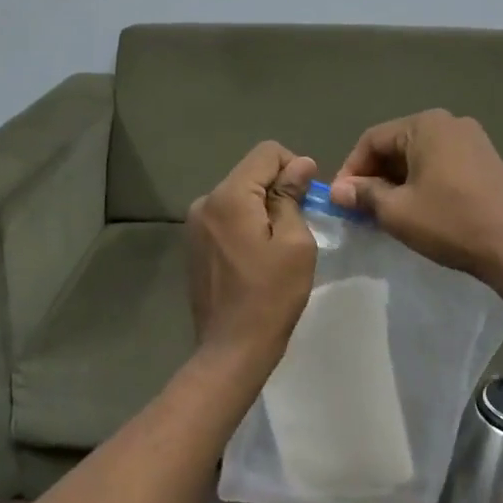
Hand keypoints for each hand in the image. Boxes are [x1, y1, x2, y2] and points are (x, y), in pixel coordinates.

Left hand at [187, 142, 317, 372]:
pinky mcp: (193, 244)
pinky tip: (256, 256)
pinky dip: (245, 224)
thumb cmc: (271, 296)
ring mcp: (194, 224)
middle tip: (299, 225)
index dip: (294, 166)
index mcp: (229, 196)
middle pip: (250, 173)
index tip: (308, 199)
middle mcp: (205, 202)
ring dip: (262, 208)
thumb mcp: (294, 243)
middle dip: (277, 189)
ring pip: (238, 195)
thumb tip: (299, 164)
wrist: (231, 349)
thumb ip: (292, 196)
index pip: (266, 153)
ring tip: (277, 245)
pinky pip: (226, 217)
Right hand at [330, 110, 502, 281]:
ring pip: (419, 157)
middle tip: (360, 210)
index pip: (372, 139)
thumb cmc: (451, 221)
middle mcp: (449, 123)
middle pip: (396, 145)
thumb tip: (338, 190)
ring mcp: (473, 141)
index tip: (340, 200)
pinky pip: (441, 165)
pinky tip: (418, 211)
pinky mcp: (487, 162)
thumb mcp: (397, 211)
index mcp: (425, 125)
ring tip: (385, 214)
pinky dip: (422, 183)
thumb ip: (364, 195)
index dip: (350, 169)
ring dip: (397, 182)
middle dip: (374, 176)